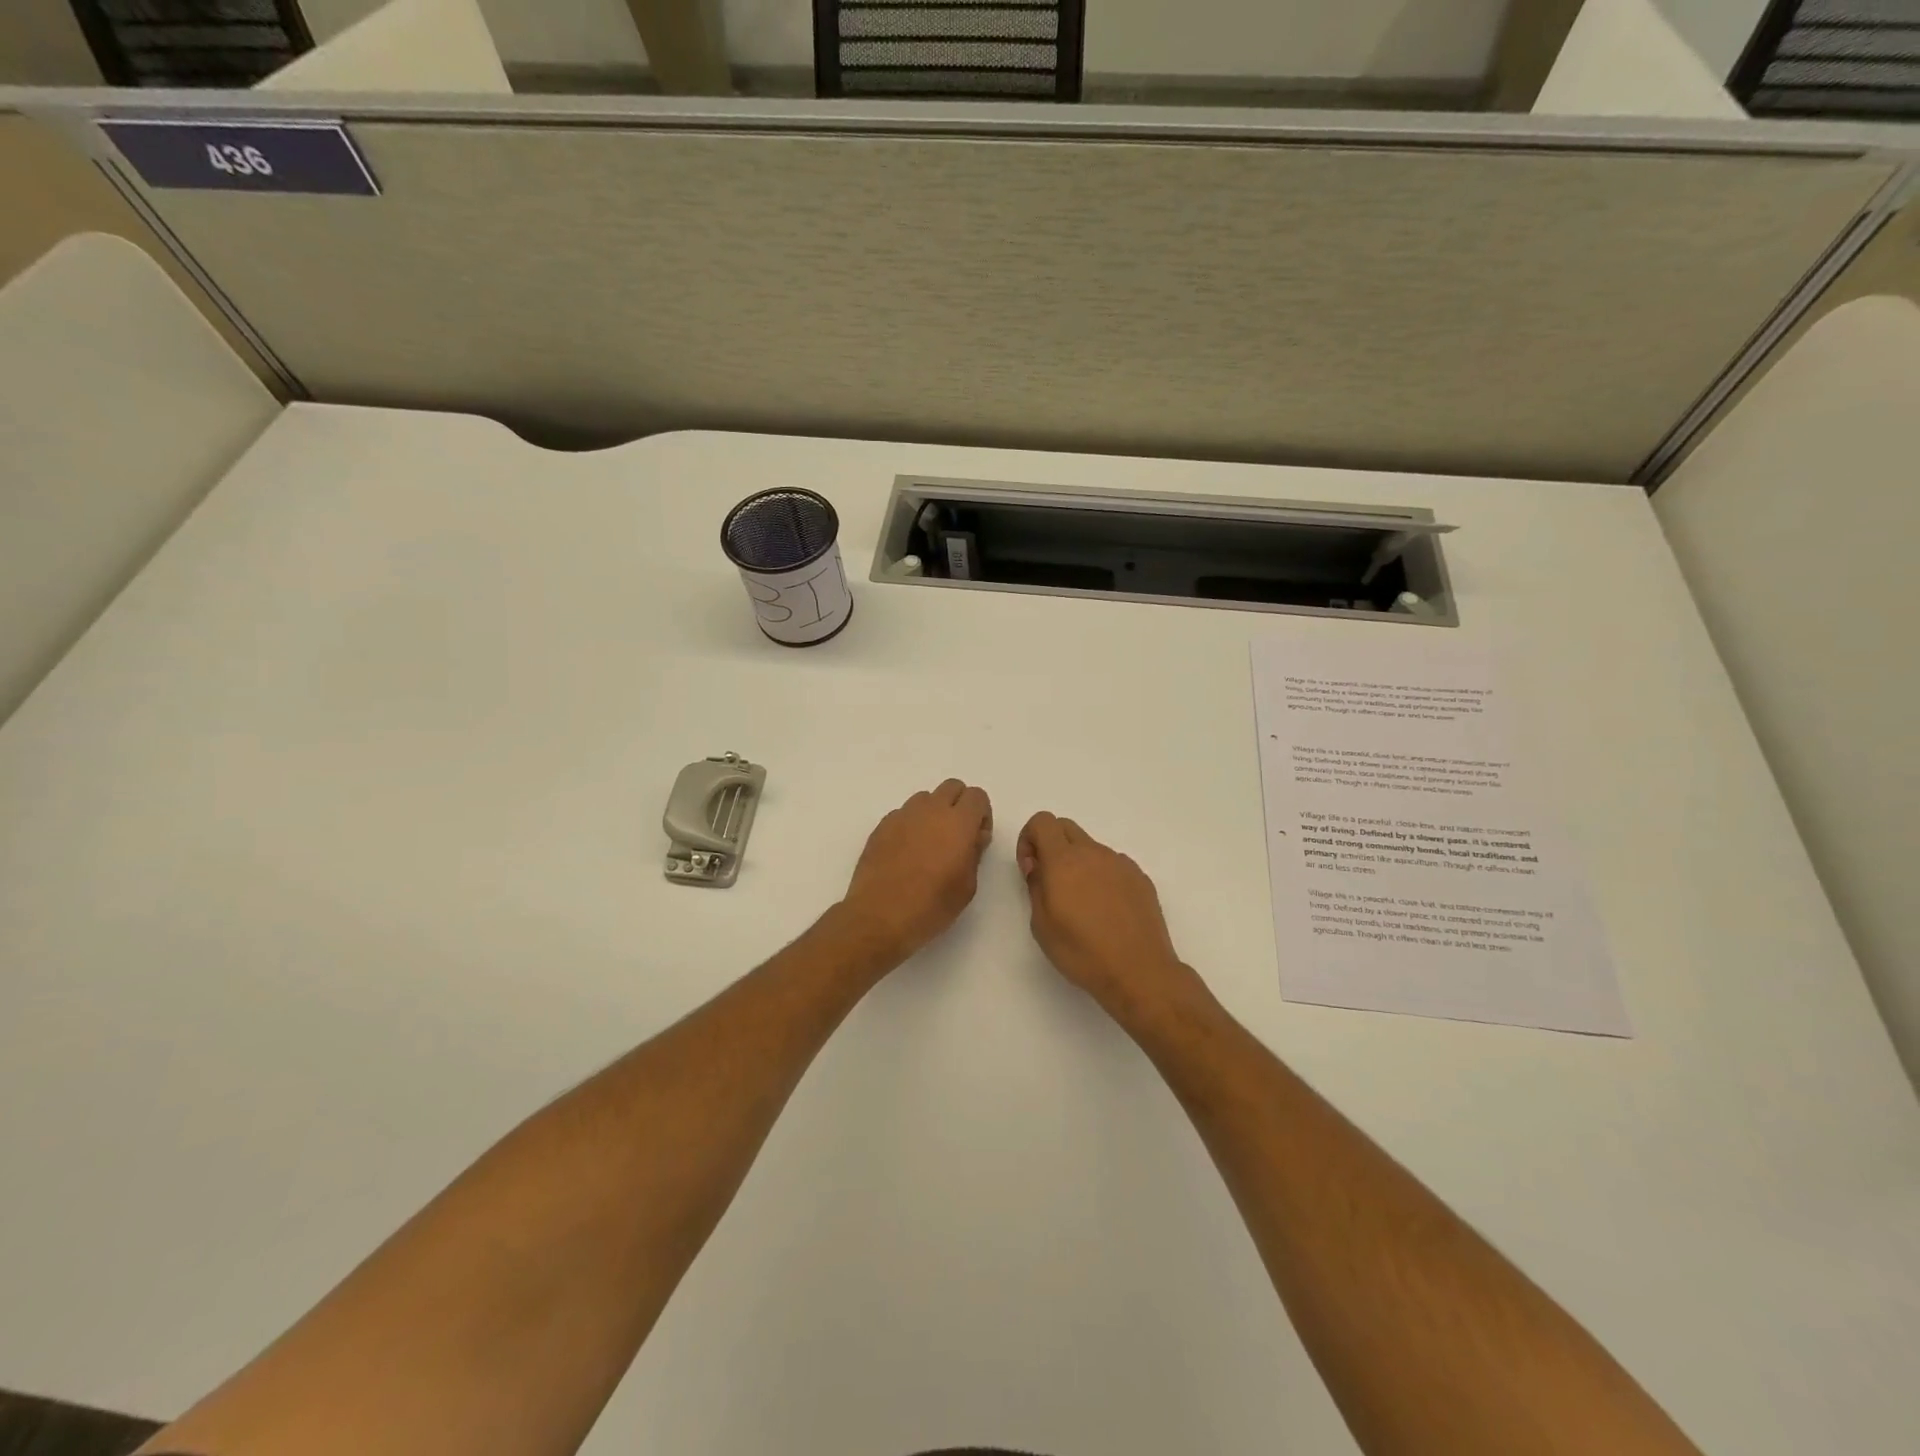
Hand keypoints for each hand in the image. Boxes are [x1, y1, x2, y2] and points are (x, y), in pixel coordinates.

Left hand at [838, 779, 993, 966]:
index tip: (977, 839)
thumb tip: (972, 837)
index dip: (982, 815)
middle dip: (959, 805)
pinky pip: (903, 814)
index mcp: (958, 822)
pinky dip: (910, 825)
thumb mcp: (967, 886)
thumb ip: (974, 853)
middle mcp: (930, 810)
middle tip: (957, 837)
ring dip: (933, 813)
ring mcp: (902, 816)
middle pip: (952, 787)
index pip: (977, 796)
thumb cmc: (931, 906)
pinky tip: (906, 853)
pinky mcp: (881, 826)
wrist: (880, 916)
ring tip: (929, 844)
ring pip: (925, 798)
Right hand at [1017, 812, 1209, 1029]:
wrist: (1139, 971)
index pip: (1042, 821)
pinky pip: (1113, 866)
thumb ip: (1036, 887)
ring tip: (1082, 905)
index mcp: (1064, 860)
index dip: (1029, 839)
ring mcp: (1121, 864)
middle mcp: (1094, 853)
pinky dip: (1102, 877)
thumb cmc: (1082, 952)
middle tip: (1050, 882)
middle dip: (1051, 845)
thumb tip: (1039, 868)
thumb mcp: (1041, 925)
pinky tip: (1106, 912)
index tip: (1031, 869)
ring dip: (1078, 864)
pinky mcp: (1140, 878)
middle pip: (1066, 827)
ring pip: (1091, 848)